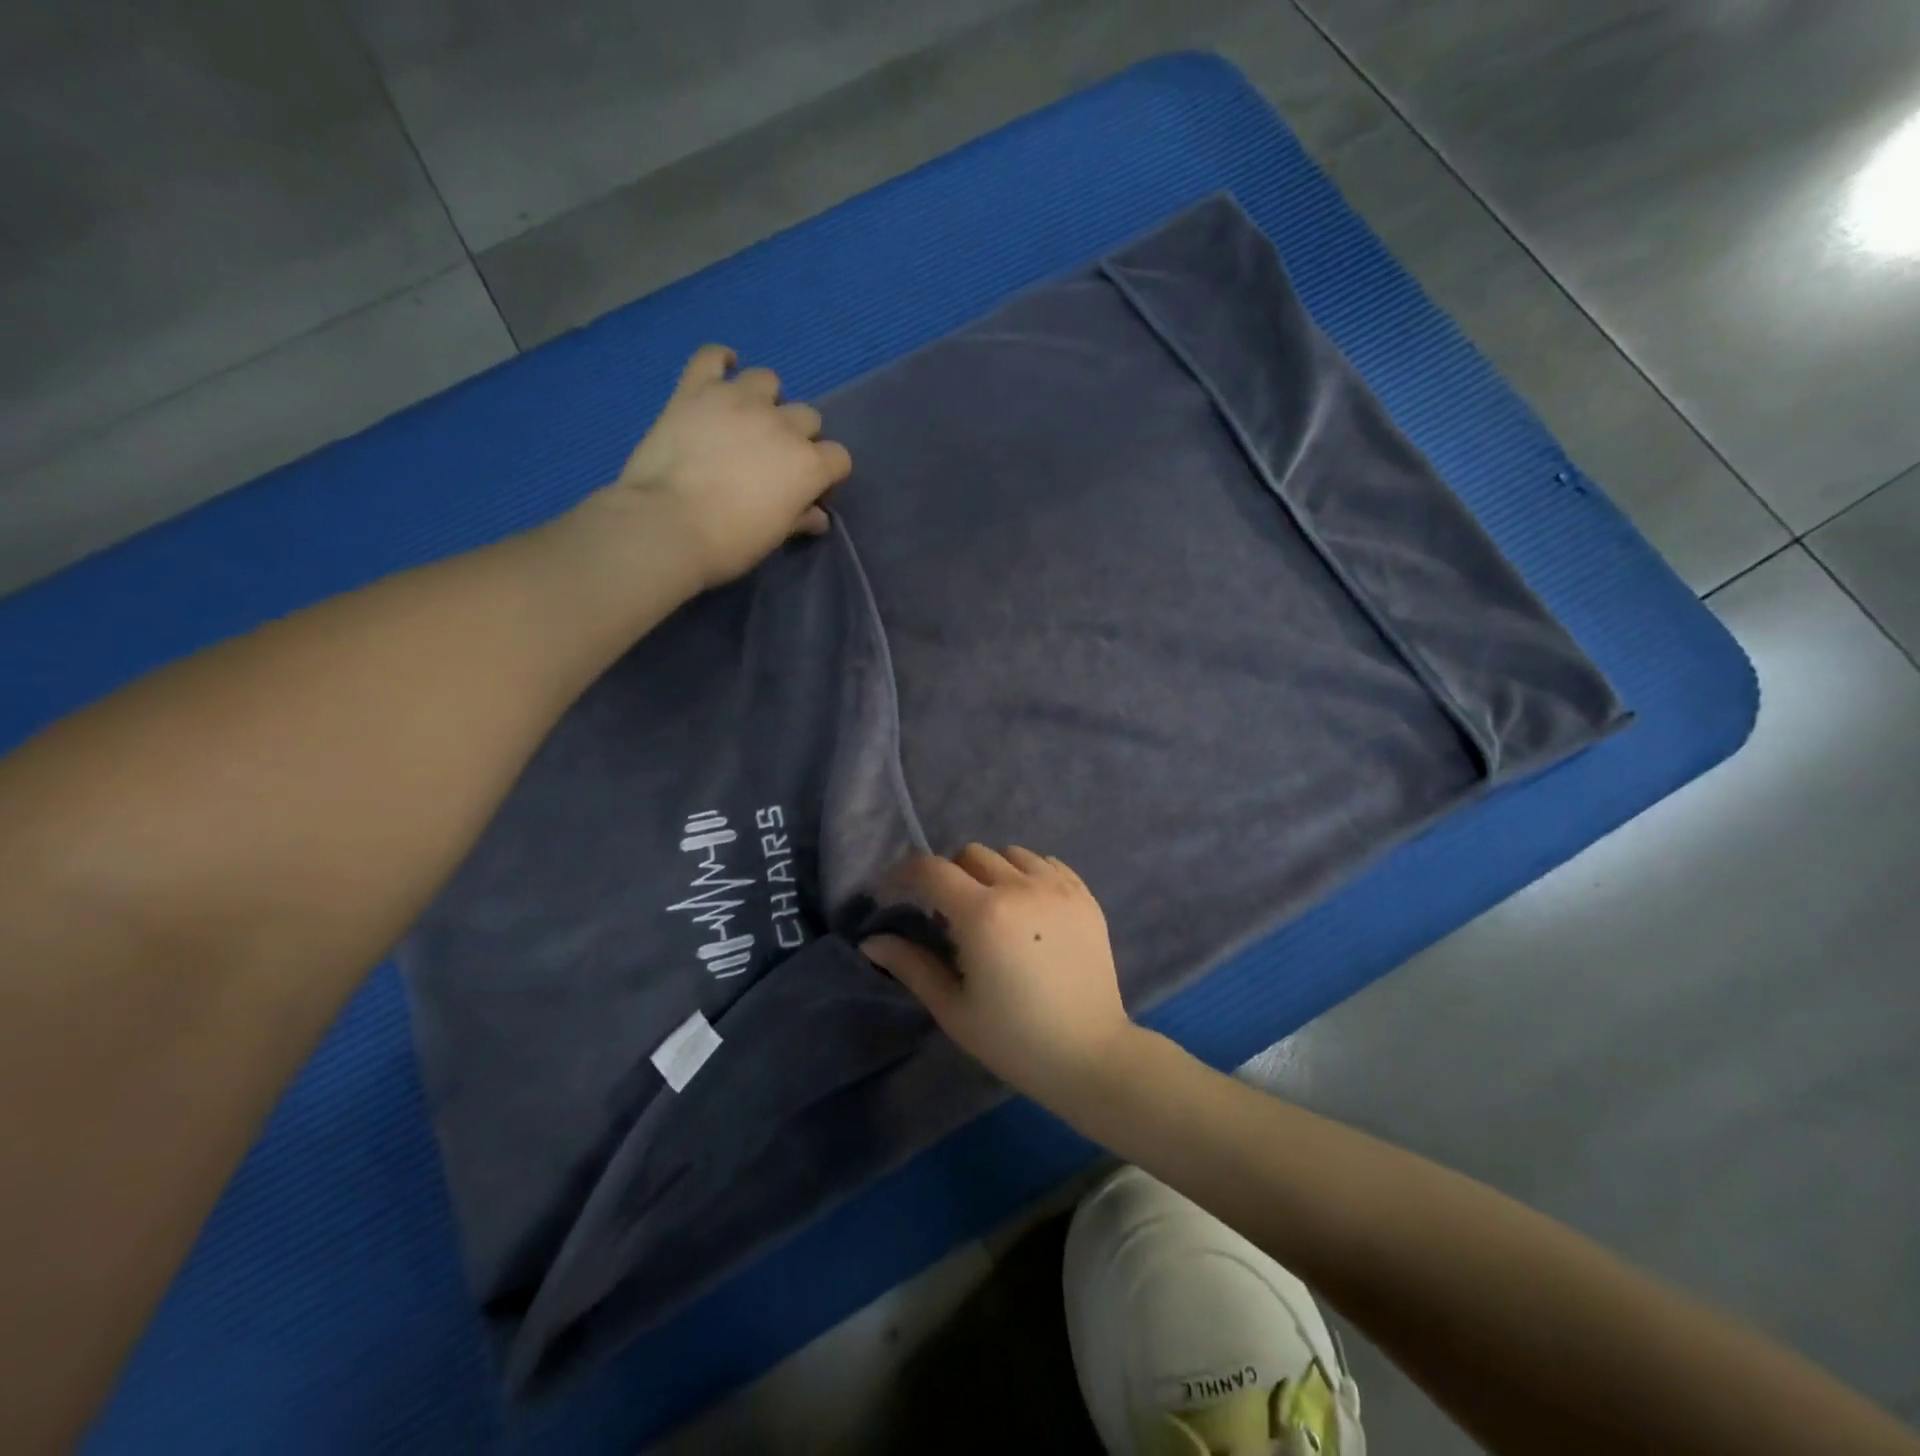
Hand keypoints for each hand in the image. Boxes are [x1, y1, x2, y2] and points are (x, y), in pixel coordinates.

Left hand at [599, 345, 853, 590]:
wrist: (667, 525)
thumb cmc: (729, 542)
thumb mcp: (774, 537)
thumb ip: (799, 519)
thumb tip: (818, 517)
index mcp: (808, 464)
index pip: (838, 458)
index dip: (828, 476)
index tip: (808, 493)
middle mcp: (782, 424)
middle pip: (808, 417)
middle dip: (798, 437)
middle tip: (774, 460)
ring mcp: (739, 400)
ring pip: (768, 380)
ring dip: (766, 398)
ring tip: (749, 420)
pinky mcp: (697, 390)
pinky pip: (712, 357)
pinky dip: (720, 361)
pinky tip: (720, 373)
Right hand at [861, 845, 1137, 1105]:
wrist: (1090, 1055)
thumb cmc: (1013, 1039)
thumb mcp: (953, 1008)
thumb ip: (911, 966)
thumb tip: (871, 941)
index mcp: (983, 914)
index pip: (931, 869)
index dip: (903, 874)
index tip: (892, 892)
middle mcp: (1021, 887)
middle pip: (970, 854)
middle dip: (949, 876)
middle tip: (948, 914)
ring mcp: (1058, 887)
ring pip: (1010, 853)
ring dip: (990, 872)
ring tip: (992, 909)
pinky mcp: (1084, 895)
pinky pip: (1046, 863)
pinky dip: (1027, 874)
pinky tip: (1027, 908)